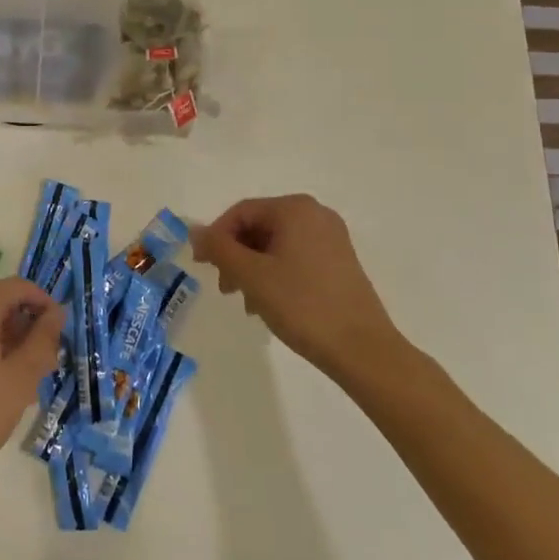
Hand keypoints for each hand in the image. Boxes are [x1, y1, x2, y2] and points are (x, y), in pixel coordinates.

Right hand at [192, 195, 403, 378]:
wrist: (363, 350)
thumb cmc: (303, 305)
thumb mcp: (252, 276)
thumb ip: (219, 248)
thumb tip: (195, 231)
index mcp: (295, 209)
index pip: (241, 212)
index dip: (216, 237)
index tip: (202, 266)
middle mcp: (315, 214)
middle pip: (259, 227)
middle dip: (236, 256)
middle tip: (225, 288)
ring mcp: (331, 238)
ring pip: (276, 245)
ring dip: (253, 269)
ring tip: (248, 304)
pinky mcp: (340, 262)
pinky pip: (295, 257)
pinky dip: (275, 274)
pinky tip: (270, 304)